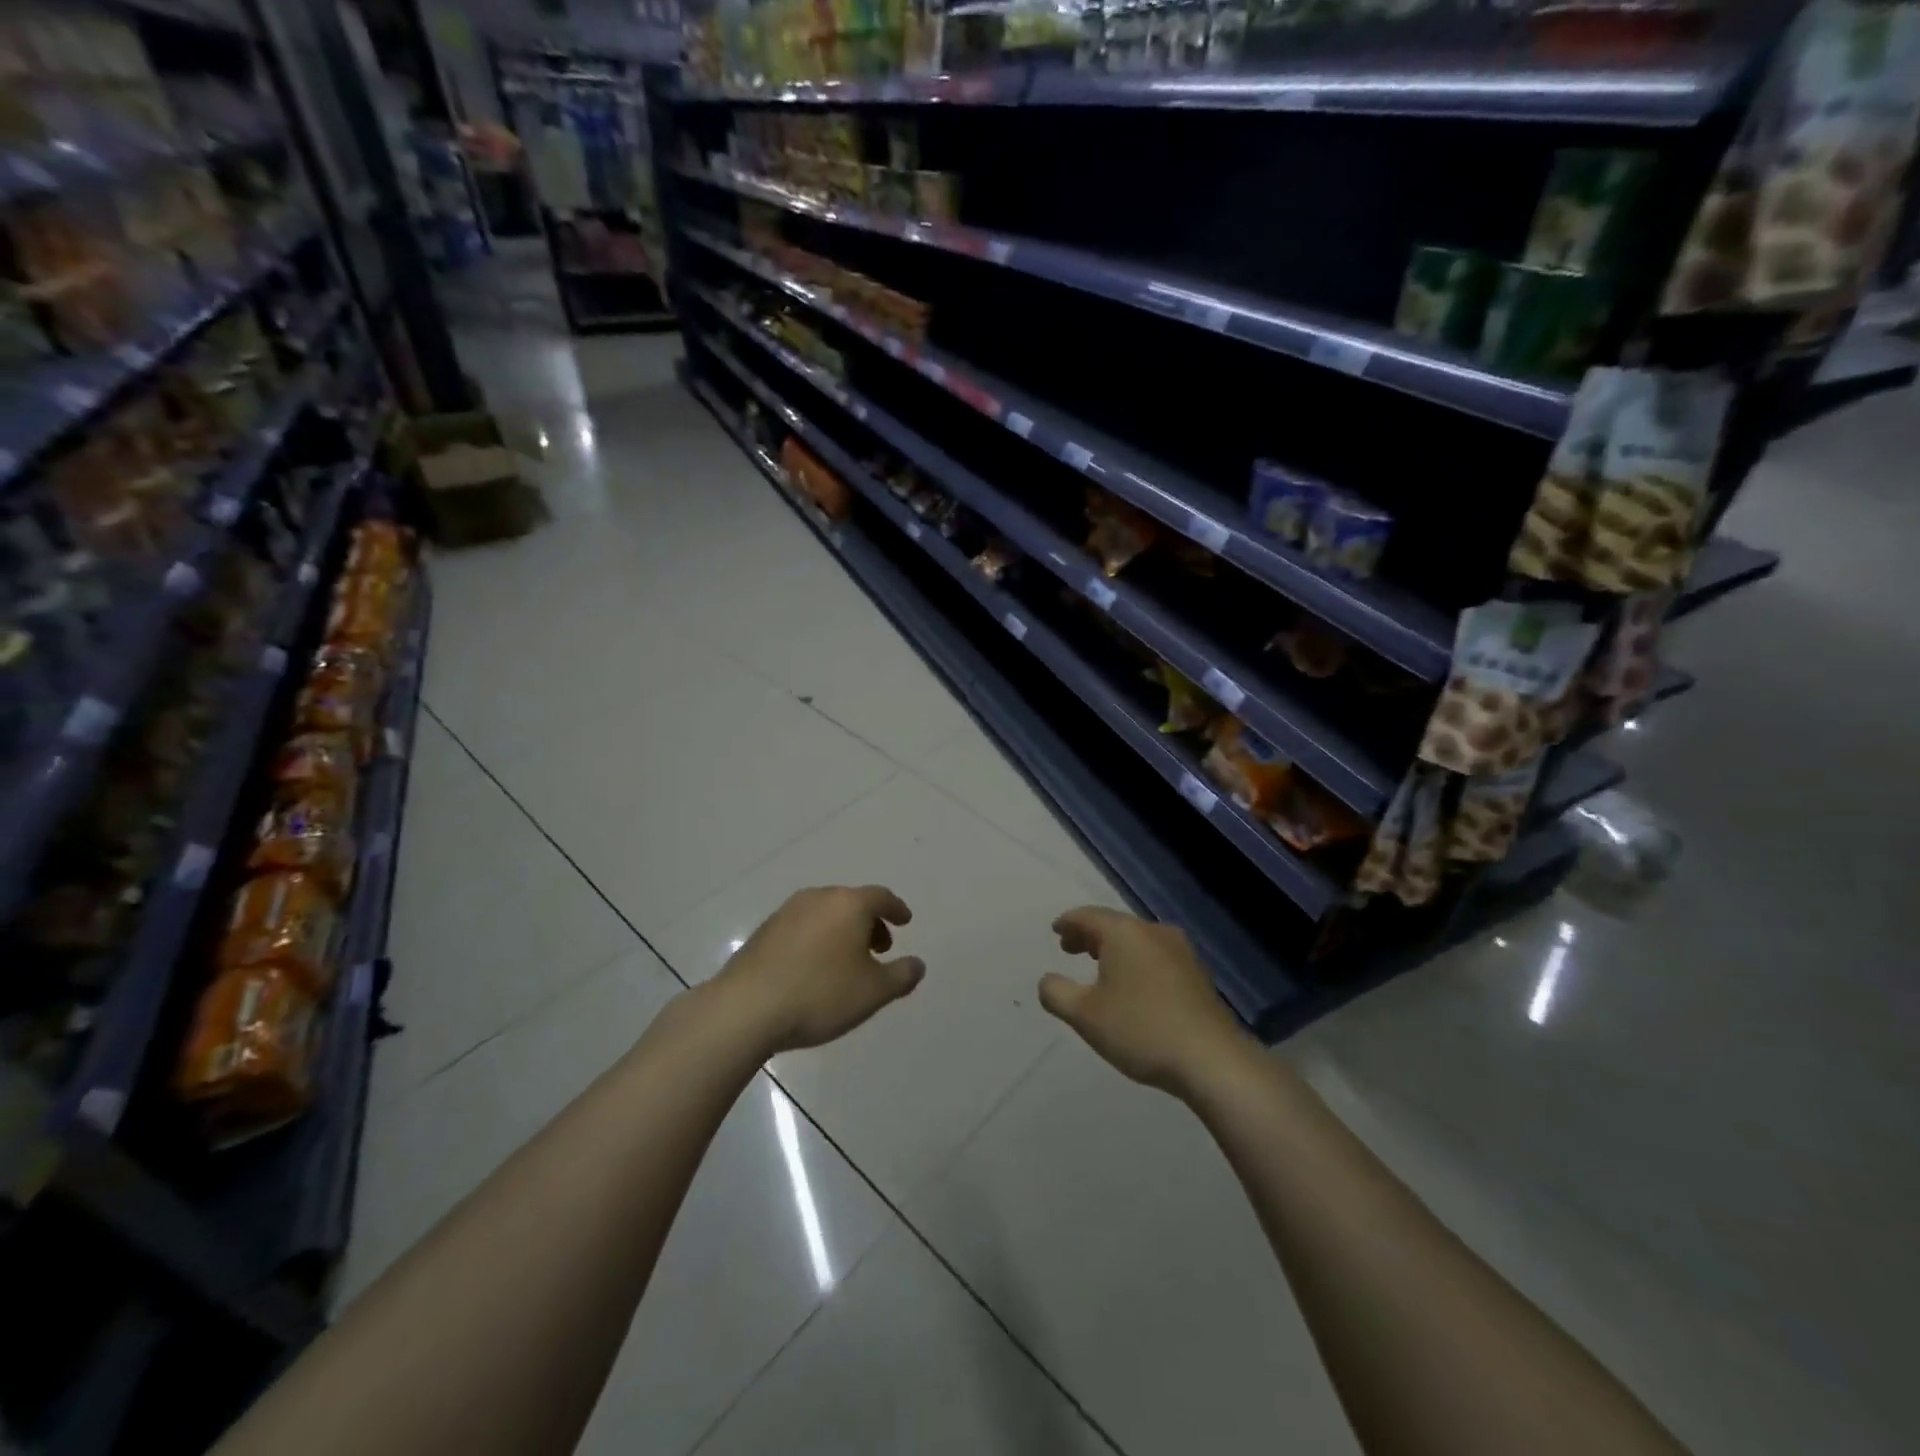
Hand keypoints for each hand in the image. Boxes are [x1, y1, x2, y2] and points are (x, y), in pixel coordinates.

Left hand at [714, 885, 924, 1054]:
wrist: (746, 1009)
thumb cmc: (820, 995)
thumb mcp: (873, 992)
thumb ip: (902, 976)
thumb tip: (917, 964)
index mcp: (848, 904)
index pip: (881, 897)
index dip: (896, 909)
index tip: (905, 921)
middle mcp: (818, 898)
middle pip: (852, 902)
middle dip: (870, 922)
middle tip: (880, 948)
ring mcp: (786, 912)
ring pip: (825, 913)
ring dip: (842, 931)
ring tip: (847, 961)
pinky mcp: (764, 931)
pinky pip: (802, 927)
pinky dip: (818, 939)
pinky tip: (814, 968)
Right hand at [1039, 907, 1250, 1095]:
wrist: (1212, 1059)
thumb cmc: (1141, 1030)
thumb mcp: (1085, 1015)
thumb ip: (1056, 993)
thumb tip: (1047, 980)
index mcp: (1124, 932)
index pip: (1087, 916)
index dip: (1068, 922)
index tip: (1055, 930)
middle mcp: (1153, 931)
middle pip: (1114, 924)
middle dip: (1089, 935)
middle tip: (1070, 949)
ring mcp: (1181, 951)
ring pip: (1137, 940)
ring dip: (1113, 949)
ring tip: (1098, 966)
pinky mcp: (1197, 973)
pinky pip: (1155, 955)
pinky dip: (1136, 961)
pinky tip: (1132, 984)